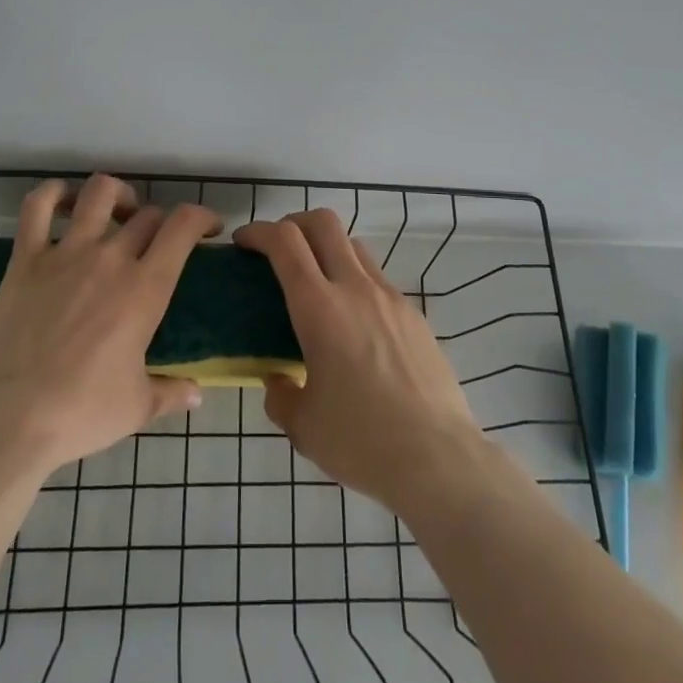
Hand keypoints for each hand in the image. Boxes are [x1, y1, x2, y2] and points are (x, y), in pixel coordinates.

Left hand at [0, 175, 218, 474]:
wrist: (7, 419)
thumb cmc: (80, 413)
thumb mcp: (137, 407)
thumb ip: (171, 393)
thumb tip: (197, 394)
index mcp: (145, 289)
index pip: (183, 227)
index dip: (202, 217)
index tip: (208, 229)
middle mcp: (110, 258)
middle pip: (147, 214)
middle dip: (160, 223)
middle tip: (157, 243)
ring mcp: (66, 253)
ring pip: (99, 193)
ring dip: (117, 194)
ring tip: (118, 211)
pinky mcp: (25, 259)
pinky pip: (37, 207)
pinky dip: (52, 193)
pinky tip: (62, 200)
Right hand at [235, 209, 484, 512]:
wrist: (439, 458)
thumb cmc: (361, 441)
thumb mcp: (303, 425)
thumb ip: (281, 395)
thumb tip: (278, 380)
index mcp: (319, 308)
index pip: (285, 242)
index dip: (259, 231)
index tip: (243, 243)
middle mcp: (355, 289)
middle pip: (323, 223)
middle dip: (294, 223)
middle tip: (277, 248)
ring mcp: (390, 298)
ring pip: (354, 246)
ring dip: (327, 249)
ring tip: (315, 284)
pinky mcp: (414, 315)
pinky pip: (377, 279)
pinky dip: (355, 280)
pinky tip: (352, 323)